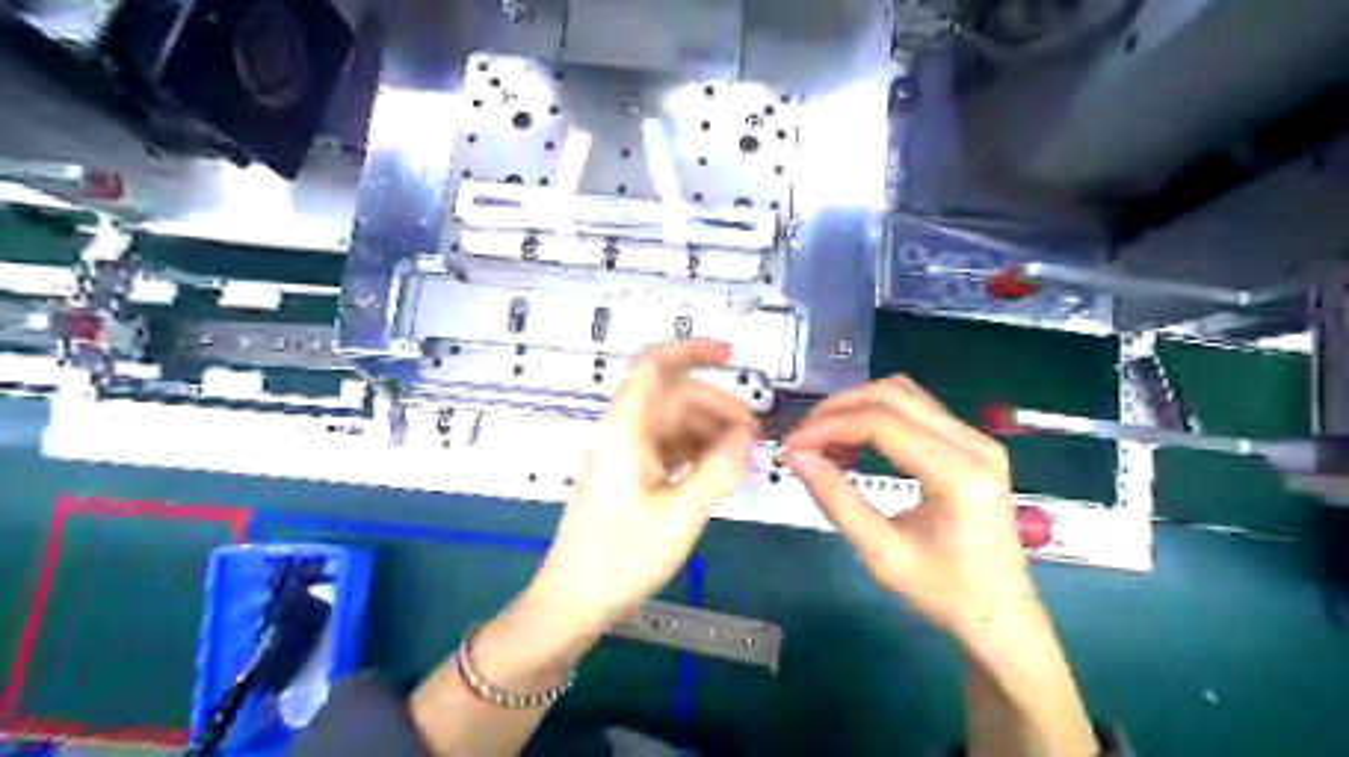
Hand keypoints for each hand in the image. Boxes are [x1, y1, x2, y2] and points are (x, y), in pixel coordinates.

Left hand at [527, 341, 758, 630]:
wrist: (573, 602)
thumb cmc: (620, 558)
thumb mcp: (679, 516)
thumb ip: (717, 470)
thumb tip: (747, 437)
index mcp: (627, 430)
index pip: (654, 366)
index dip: (691, 351)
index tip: (731, 357)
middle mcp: (625, 433)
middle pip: (672, 396)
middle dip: (716, 403)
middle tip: (755, 432)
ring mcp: (627, 455)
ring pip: (674, 423)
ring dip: (710, 429)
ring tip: (745, 453)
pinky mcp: (631, 476)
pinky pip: (669, 448)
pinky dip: (697, 450)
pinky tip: (721, 467)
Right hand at [780, 375, 1034, 635]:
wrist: (1000, 616)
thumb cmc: (944, 594)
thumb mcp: (881, 554)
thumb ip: (836, 500)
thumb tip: (796, 456)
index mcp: (960, 475)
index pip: (882, 423)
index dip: (829, 425)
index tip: (792, 445)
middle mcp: (975, 444)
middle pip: (893, 394)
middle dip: (838, 409)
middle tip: (803, 440)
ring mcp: (977, 439)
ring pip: (903, 394)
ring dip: (856, 409)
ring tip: (823, 442)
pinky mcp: (971, 443)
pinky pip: (915, 410)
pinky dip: (875, 417)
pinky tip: (852, 445)